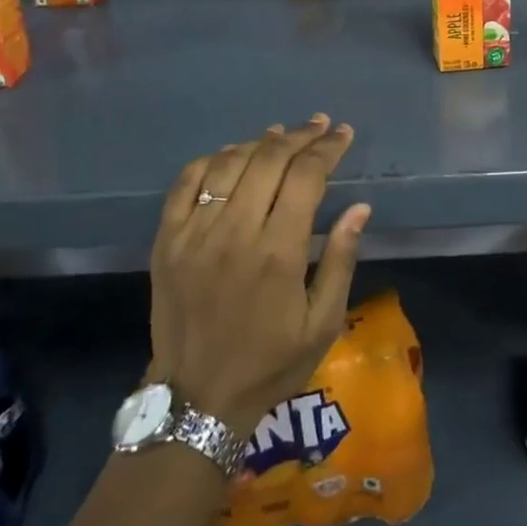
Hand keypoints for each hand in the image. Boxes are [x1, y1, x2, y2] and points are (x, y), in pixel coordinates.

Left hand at [147, 114, 370, 435]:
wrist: (197, 400)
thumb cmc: (270, 362)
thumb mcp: (323, 322)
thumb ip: (341, 259)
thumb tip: (359, 207)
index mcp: (278, 251)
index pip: (306, 176)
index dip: (328, 148)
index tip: (344, 135)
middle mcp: (234, 232)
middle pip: (269, 159)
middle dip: (300, 135)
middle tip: (320, 126)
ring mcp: (194, 233)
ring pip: (229, 163)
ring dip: (260, 141)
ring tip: (281, 134)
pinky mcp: (167, 241)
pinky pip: (186, 182)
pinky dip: (212, 159)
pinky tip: (232, 156)